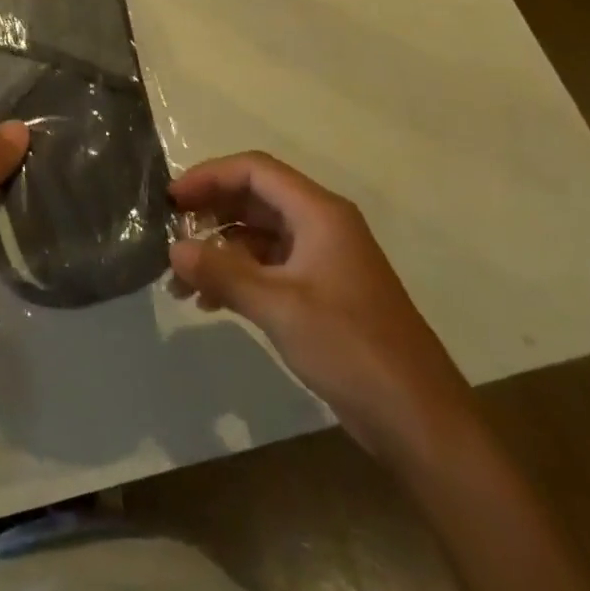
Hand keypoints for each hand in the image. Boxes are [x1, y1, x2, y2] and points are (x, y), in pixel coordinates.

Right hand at [168, 152, 476, 463]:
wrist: (420, 420)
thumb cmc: (351, 349)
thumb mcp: (279, 308)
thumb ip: (222, 274)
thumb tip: (173, 250)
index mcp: (319, 213)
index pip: (255, 170)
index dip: (209, 177)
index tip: (171, 200)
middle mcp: (321, 225)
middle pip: (255, 197)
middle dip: (209, 211)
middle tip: (169, 234)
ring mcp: (323, 259)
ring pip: (258, 234)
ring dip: (219, 249)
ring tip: (181, 279)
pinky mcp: (321, 292)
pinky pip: (269, 266)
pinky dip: (237, 275)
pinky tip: (209, 301)